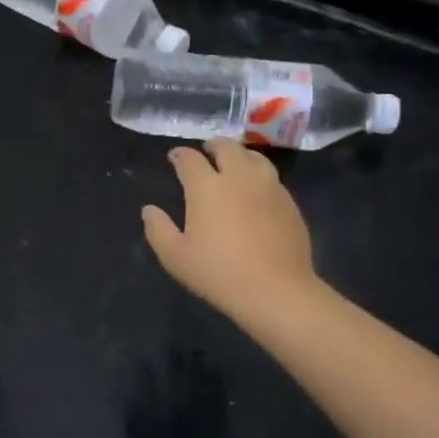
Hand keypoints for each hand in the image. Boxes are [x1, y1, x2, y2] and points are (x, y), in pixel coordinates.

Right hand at [141, 140, 319, 319]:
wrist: (276, 291)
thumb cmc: (219, 273)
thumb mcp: (175, 257)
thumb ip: (158, 229)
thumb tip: (149, 210)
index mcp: (207, 186)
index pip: (190, 159)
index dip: (180, 155)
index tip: (175, 158)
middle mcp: (238, 177)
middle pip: (226, 147)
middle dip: (213, 146)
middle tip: (206, 152)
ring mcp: (268, 187)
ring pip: (254, 157)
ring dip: (240, 155)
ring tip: (234, 164)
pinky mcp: (289, 202)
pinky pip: (272, 178)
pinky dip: (259, 176)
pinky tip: (256, 191)